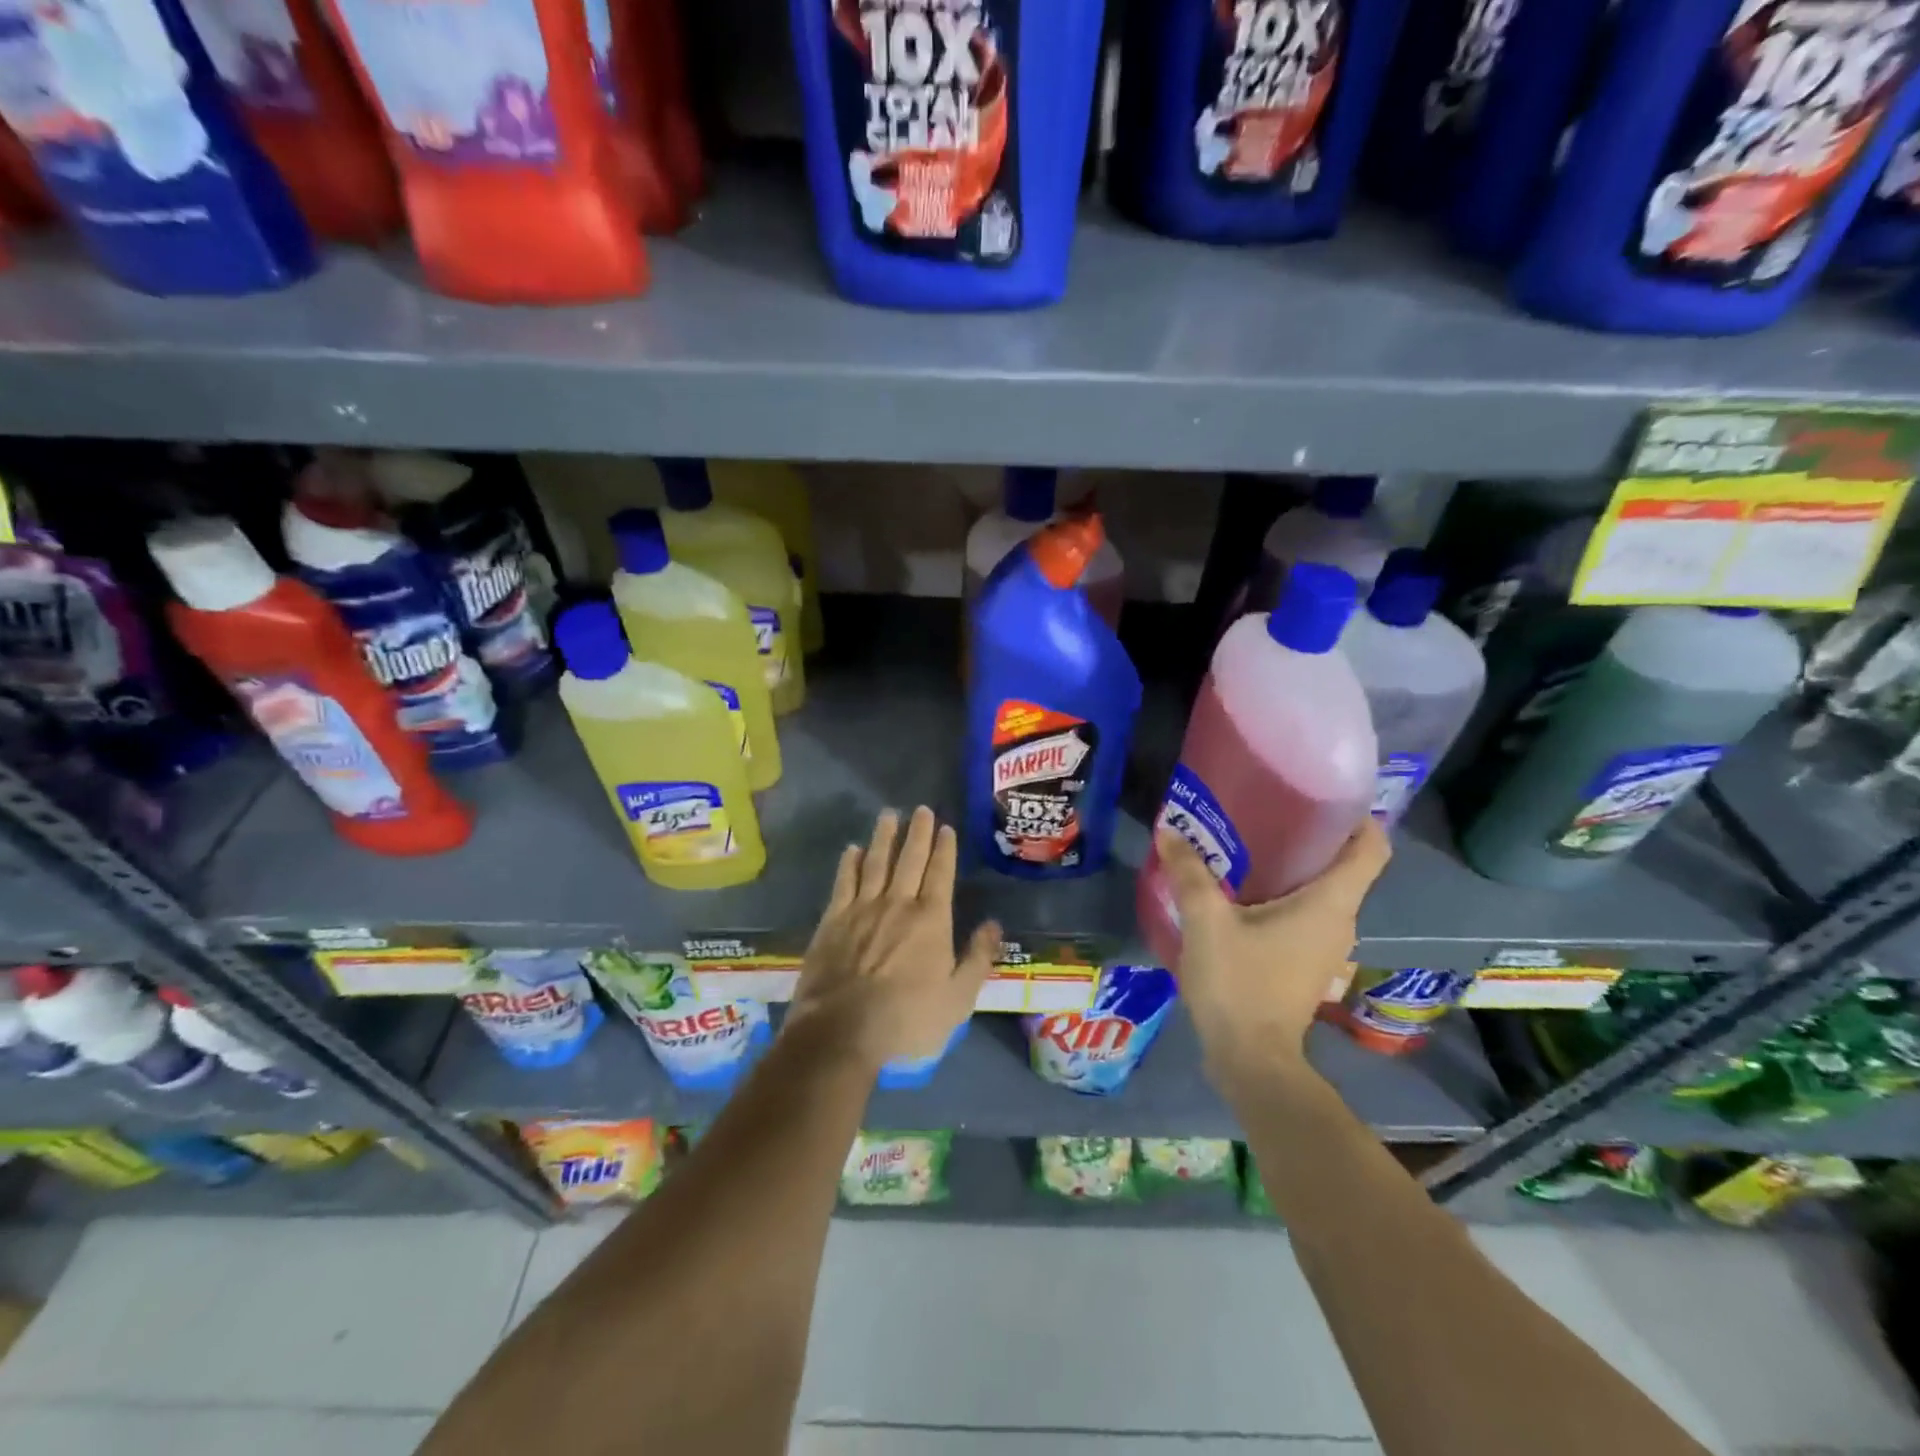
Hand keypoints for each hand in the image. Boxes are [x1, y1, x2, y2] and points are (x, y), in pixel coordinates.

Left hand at [788, 806, 1000, 1070]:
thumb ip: (977, 958)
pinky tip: (853, 849)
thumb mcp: (958, 999)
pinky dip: (850, 863)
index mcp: (931, 920)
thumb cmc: (907, 1020)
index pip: (940, 873)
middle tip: (921, 809)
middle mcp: (897, 904)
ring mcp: (862, 909)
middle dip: (918, 833)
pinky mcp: (833, 921)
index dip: (945, 848)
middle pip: (910, 859)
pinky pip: (844, 882)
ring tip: (889, 815)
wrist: (841, 1032)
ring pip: (876, 862)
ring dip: (884, 837)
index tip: (946, 827)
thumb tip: (993, 923)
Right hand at [1155, 819, 1390, 1082]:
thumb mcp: (1206, 921)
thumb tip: (1169, 830)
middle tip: (1265, 811)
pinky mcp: (1305, 964)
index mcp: (1331, 903)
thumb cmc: (1239, 983)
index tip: (1324, 795)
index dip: (1358, 816)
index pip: (1371, 848)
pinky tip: (1240, 893)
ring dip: (1291, 868)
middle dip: (1310, 835)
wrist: (1250, 1059)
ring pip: (1320, 892)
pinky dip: (1281, 896)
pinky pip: (1303, 915)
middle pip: (1343, 866)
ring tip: (1246, 845)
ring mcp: (1325, 947)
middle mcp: (1340, 921)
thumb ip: (1189, 873)